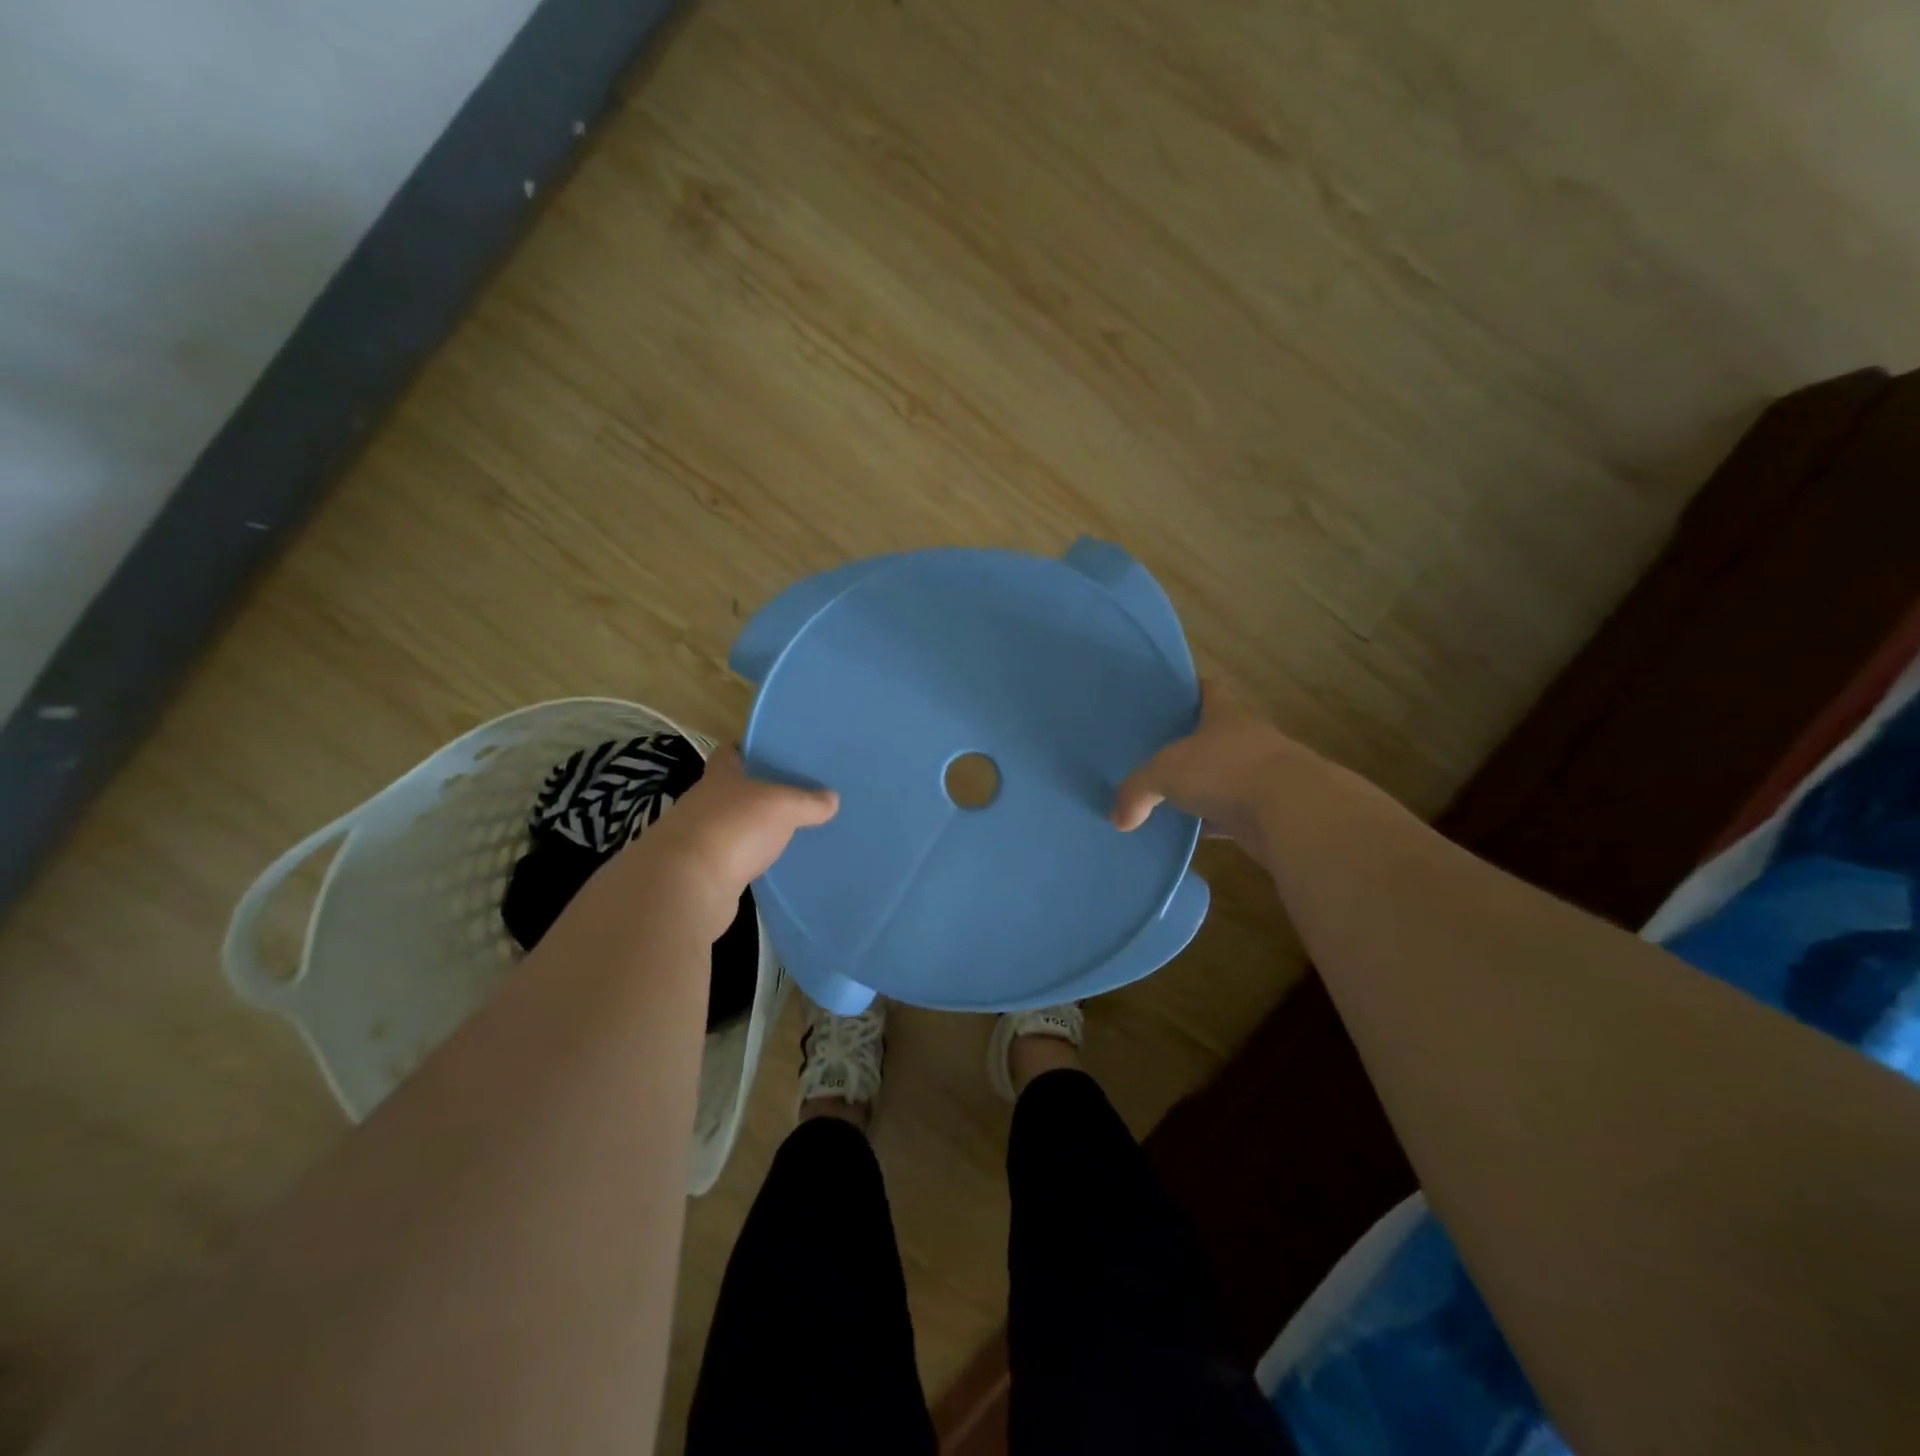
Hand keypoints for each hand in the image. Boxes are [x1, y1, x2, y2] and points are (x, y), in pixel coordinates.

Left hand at [628, 748, 837, 938]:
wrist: (686, 886)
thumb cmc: (733, 828)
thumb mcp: (782, 806)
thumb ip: (808, 801)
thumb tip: (832, 798)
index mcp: (720, 776)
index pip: (730, 752)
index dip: (750, 749)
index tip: (775, 753)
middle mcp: (704, 802)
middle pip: (733, 790)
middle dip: (759, 791)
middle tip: (796, 793)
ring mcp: (699, 838)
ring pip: (733, 825)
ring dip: (753, 829)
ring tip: (789, 830)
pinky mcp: (701, 873)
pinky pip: (732, 859)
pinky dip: (749, 859)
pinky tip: (772, 864)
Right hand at [1112, 683, 1298, 853]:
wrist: (1292, 814)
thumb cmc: (1226, 772)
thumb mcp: (1165, 773)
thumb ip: (1136, 791)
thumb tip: (1117, 818)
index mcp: (1225, 715)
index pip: (1206, 690)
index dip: (1186, 690)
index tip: (1163, 697)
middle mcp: (1246, 739)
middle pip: (1213, 735)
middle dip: (1188, 743)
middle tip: (1151, 750)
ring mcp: (1260, 776)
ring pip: (1222, 777)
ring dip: (1201, 786)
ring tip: (1165, 794)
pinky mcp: (1266, 811)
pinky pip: (1230, 814)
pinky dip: (1212, 821)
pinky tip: (1189, 832)